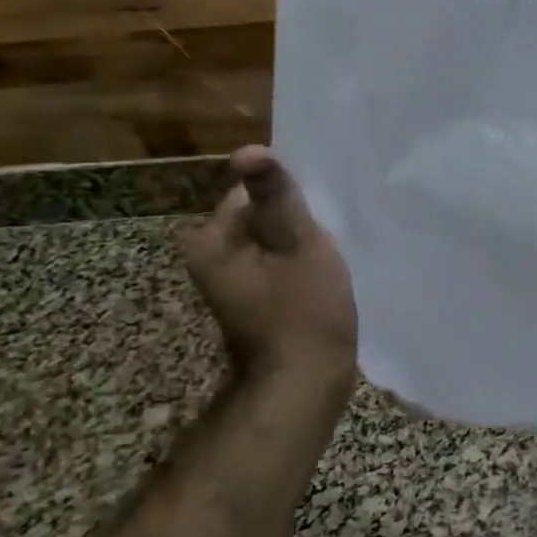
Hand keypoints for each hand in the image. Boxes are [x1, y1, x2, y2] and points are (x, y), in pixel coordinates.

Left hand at [181, 147, 357, 391]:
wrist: (302, 386)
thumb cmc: (305, 312)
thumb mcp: (298, 244)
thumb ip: (276, 195)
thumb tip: (247, 150)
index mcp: (212, 240)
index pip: (253, 192)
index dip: (291, 201)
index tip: (318, 219)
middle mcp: (210, 257)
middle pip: (262, 215)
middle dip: (296, 224)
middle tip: (326, 245)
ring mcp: (230, 281)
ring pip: (272, 241)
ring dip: (299, 245)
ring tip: (326, 263)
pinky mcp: (251, 298)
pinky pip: (275, 264)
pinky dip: (297, 266)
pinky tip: (320, 280)